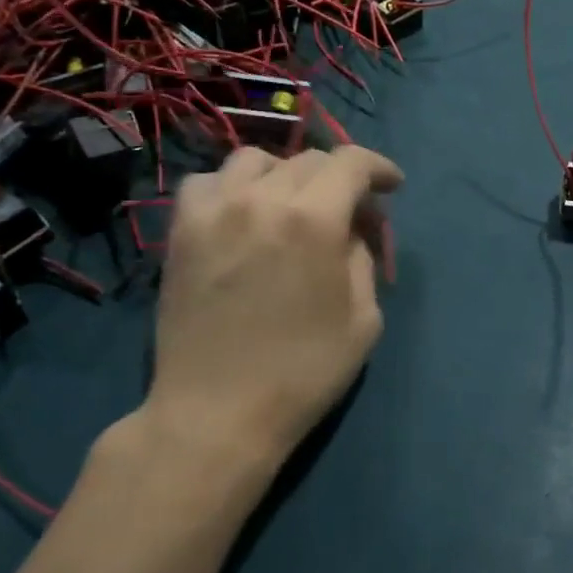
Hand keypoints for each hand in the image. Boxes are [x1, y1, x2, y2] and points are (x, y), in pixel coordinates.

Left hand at [138, 144, 403, 478]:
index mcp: (314, 220)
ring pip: (255, 160)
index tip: (391, 187)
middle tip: (350, 215)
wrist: (217, 413)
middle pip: (309, 159)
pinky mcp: (181, 231)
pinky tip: (243, 214)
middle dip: (340, 179)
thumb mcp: (364, 319)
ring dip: (286, 175)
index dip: (379, 167)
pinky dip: (233, 187)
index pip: (352, 162)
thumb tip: (350, 229)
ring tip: (293, 206)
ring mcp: (213, 212)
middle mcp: (261, 199)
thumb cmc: (303, 372)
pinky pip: (207, 182)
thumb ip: (362, 258)